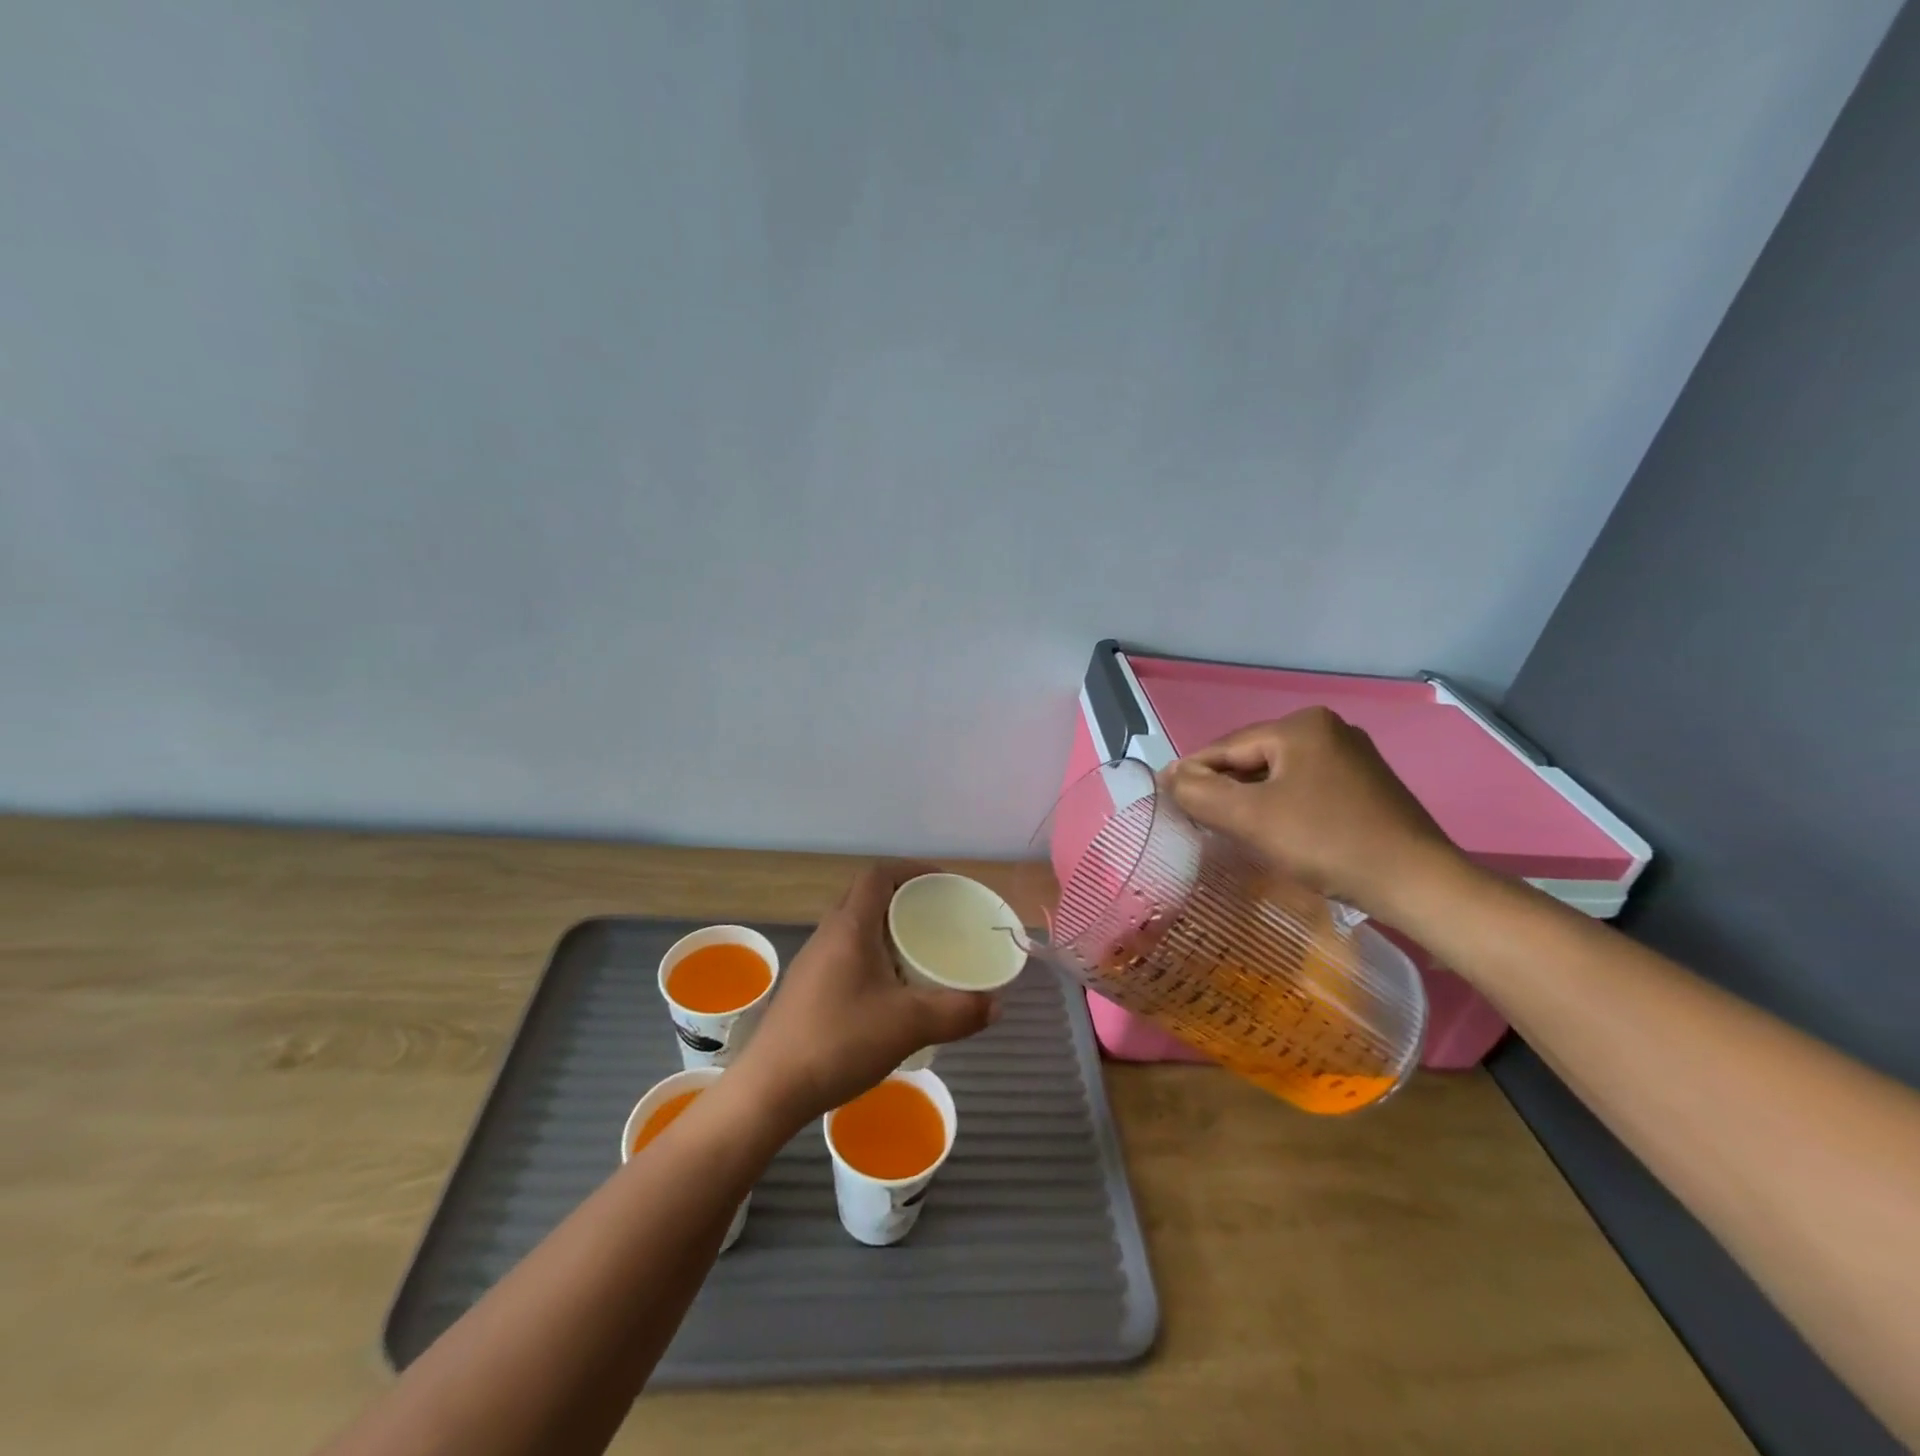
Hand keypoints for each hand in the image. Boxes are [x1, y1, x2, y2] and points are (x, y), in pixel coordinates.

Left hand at [730, 861, 997, 1126]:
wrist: (769, 1089)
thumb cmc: (838, 1041)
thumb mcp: (908, 1026)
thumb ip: (957, 1012)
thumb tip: (996, 1004)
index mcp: (850, 927)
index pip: (879, 874)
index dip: (912, 869)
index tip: (944, 885)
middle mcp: (828, 934)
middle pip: (867, 896)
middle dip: (904, 898)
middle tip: (938, 917)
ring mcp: (813, 962)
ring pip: (855, 926)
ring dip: (887, 928)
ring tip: (919, 951)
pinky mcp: (807, 988)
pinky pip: (846, 953)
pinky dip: (873, 955)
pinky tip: (890, 991)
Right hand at [1159, 708, 1463, 922]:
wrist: (1417, 883)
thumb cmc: (1327, 842)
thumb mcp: (1251, 818)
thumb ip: (1201, 793)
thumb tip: (1170, 777)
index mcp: (1301, 726)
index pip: (1227, 747)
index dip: (1192, 773)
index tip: (1166, 798)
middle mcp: (1328, 729)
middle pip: (1253, 758)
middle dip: (1224, 787)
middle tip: (1195, 818)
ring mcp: (1352, 756)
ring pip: (1279, 775)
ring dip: (1251, 799)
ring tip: (1228, 827)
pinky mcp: (1366, 785)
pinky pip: (1305, 788)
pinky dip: (1281, 806)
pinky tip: (1274, 830)